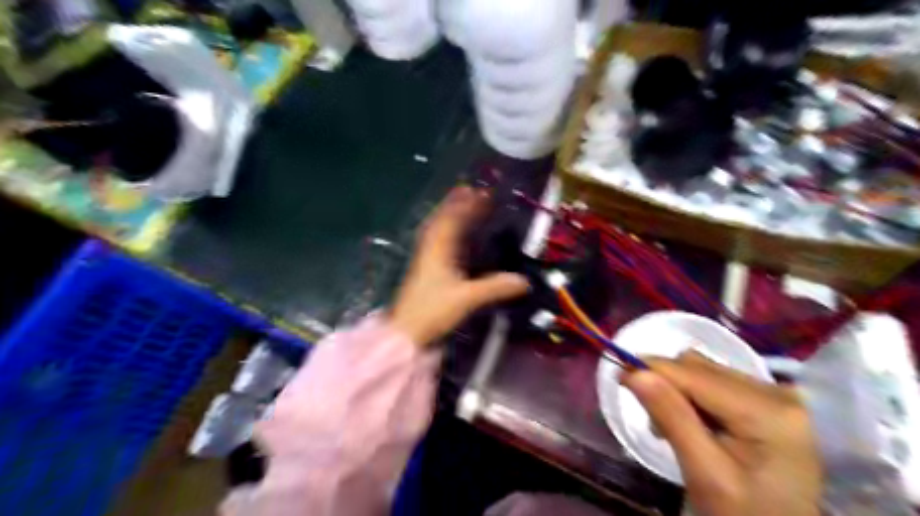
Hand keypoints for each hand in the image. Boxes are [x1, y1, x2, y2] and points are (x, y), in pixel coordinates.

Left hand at [390, 186, 533, 346]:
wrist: (406, 332)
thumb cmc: (433, 310)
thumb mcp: (467, 298)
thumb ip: (495, 287)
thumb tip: (524, 281)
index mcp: (438, 249)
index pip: (453, 219)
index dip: (467, 204)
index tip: (482, 192)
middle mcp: (430, 248)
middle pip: (443, 219)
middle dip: (458, 204)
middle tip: (474, 192)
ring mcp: (426, 258)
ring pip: (438, 228)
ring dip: (451, 215)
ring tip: (465, 205)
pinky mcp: (426, 269)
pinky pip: (437, 240)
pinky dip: (447, 231)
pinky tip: (454, 235)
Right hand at [621, 351, 822, 515]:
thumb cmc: (745, 514)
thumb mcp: (705, 474)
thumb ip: (672, 418)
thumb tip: (634, 373)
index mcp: (767, 410)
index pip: (693, 373)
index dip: (651, 369)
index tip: (618, 376)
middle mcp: (774, 391)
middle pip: (698, 367)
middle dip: (665, 385)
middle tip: (653, 423)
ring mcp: (773, 393)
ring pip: (702, 369)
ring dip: (677, 389)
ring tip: (673, 426)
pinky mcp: (767, 399)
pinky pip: (714, 380)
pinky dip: (692, 395)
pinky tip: (693, 422)